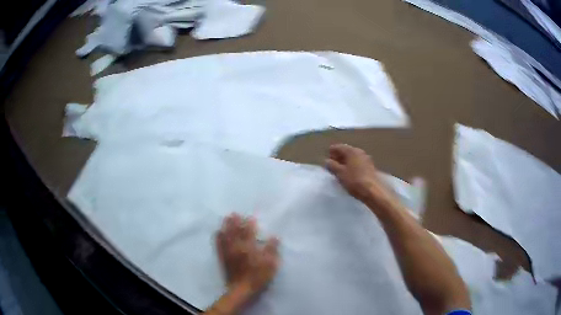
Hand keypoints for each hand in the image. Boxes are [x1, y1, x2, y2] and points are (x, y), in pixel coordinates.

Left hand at [216, 214, 279, 297]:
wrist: (241, 289)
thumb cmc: (258, 277)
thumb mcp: (270, 264)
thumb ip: (272, 249)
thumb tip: (275, 236)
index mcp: (248, 247)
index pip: (248, 232)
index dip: (249, 224)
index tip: (251, 217)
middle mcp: (236, 247)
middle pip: (235, 231)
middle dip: (235, 221)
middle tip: (235, 213)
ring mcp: (228, 252)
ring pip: (225, 235)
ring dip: (226, 226)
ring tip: (226, 218)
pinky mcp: (222, 258)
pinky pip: (219, 244)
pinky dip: (218, 236)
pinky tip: (218, 232)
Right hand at [325, 144, 393, 204]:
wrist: (372, 190)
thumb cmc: (354, 180)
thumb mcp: (340, 173)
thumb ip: (332, 166)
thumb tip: (327, 161)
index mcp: (351, 151)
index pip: (338, 147)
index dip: (331, 152)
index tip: (326, 160)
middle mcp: (359, 152)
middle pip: (346, 151)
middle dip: (338, 157)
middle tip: (331, 165)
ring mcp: (366, 159)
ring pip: (352, 157)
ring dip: (345, 162)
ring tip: (339, 171)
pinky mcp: (370, 166)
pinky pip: (357, 163)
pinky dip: (351, 166)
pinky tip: (349, 173)